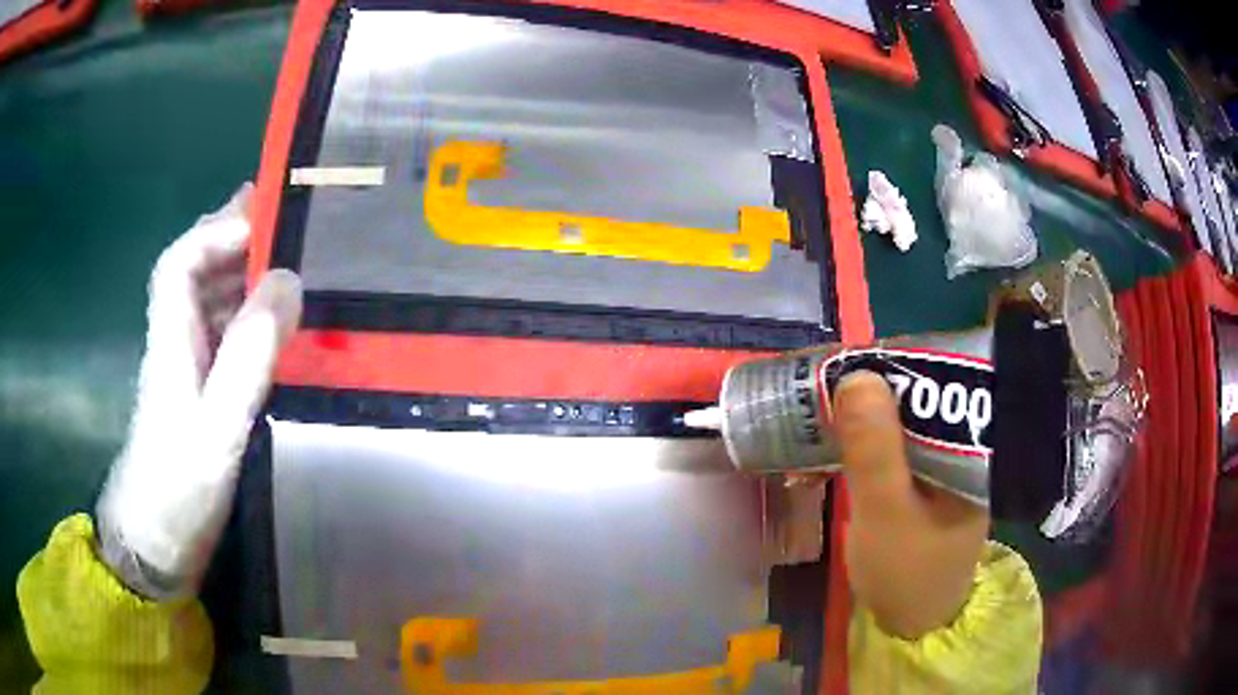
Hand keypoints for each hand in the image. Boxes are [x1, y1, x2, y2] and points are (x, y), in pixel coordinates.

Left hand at [96, 184, 302, 599]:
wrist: (155, 546)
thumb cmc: (177, 490)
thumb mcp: (215, 430)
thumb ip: (247, 358)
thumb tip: (287, 281)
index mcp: (171, 340)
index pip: (180, 262)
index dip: (216, 229)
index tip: (264, 217)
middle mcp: (176, 344)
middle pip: (195, 273)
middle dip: (233, 239)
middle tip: (284, 223)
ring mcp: (186, 373)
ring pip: (210, 305)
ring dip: (244, 277)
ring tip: (291, 267)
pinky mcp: (198, 399)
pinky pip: (223, 340)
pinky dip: (248, 321)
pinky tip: (274, 331)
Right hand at [832, 371, 988, 638]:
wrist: (910, 625)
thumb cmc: (905, 574)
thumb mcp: (885, 513)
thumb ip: (874, 450)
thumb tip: (856, 374)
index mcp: (973, 447)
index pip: (938, 383)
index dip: (889, 367)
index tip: (841, 366)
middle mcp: (965, 445)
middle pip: (919, 397)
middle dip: (870, 392)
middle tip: (819, 391)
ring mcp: (945, 462)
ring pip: (903, 420)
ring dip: (862, 418)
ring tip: (819, 413)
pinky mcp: (925, 479)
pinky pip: (895, 446)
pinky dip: (864, 443)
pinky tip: (833, 448)